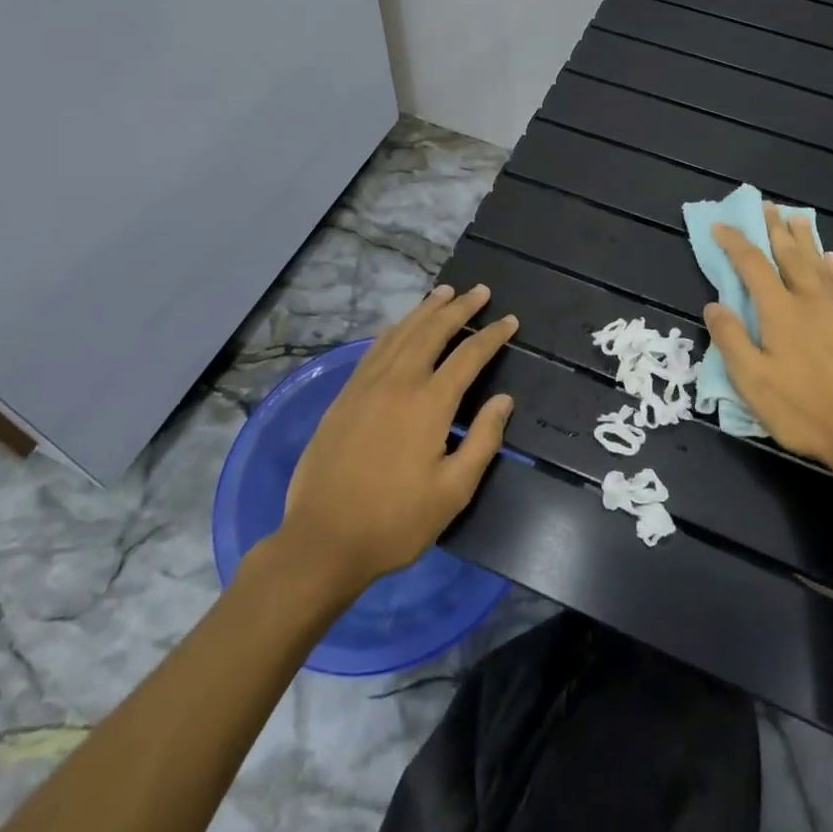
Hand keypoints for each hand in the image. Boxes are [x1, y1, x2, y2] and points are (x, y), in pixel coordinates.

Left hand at [276, 284, 516, 592]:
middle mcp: (399, 382)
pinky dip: (395, 328)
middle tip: (480, 291)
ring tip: (445, 291)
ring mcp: (367, 384)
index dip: (492, 335)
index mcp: (429, 403)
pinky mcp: (345, 395)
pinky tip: (402, 325)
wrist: (322, 540)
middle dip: (460, 307)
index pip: (468, 355)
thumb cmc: (394, 522)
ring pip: (402, 332)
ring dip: (427, 309)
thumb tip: (504, 399)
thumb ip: (483, 441)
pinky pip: (376, 348)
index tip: (510, 320)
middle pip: (433, 330)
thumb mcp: (452, 493)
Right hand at [704, 205, 832, 476]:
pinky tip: (831, 258)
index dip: (734, 242)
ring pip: (817, 262)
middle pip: (789, 254)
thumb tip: (713, 304)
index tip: (720, 225)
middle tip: (765, 205)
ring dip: (804, 238)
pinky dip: (832, 266)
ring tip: (796, 217)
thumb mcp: (753, 382)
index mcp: (780, 310)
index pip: (752, 264)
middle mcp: (809, 300)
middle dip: (774, 228)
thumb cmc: (805, 409)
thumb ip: (731, 339)